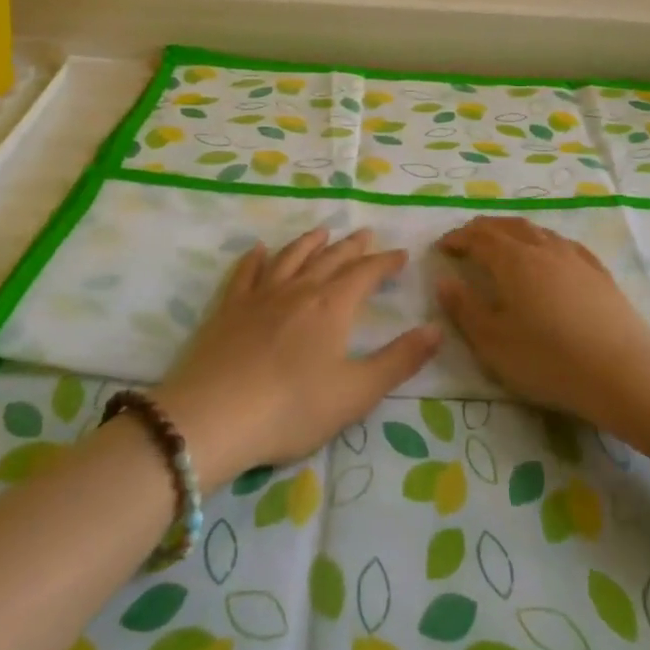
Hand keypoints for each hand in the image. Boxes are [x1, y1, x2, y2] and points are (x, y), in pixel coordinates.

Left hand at [156, 228, 440, 485]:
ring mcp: (259, 296)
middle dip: (352, 247)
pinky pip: (245, 273)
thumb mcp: (356, 393)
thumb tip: (437, 329)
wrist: (212, 418)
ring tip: (322, 232)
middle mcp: (298, 290)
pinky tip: (259, 250)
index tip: (400, 255)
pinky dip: (255, 258)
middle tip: (366, 234)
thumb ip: (399, 360)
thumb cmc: (291, 409)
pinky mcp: (228, 309)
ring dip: (309, 243)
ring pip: (290, 257)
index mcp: (332, 306)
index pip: (365, 274)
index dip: (385, 262)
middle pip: (330, 259)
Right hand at [436, 216, 649, 423]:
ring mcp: (575, 257)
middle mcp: (542, 248)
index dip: (458, 239)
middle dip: (483, 229)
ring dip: (514, 231)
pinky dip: (544, 242)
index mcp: (512, 260)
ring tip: (503, 242)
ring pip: (538, 231)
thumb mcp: (493, 343)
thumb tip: (445, 281)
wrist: (622, 372)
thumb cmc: (548, 359)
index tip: (442, 247)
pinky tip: (549, 253)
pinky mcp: (599, 272)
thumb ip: (465, 309)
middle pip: (507, 226)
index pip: (478, 237)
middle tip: (467, 239)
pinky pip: (564, 244)